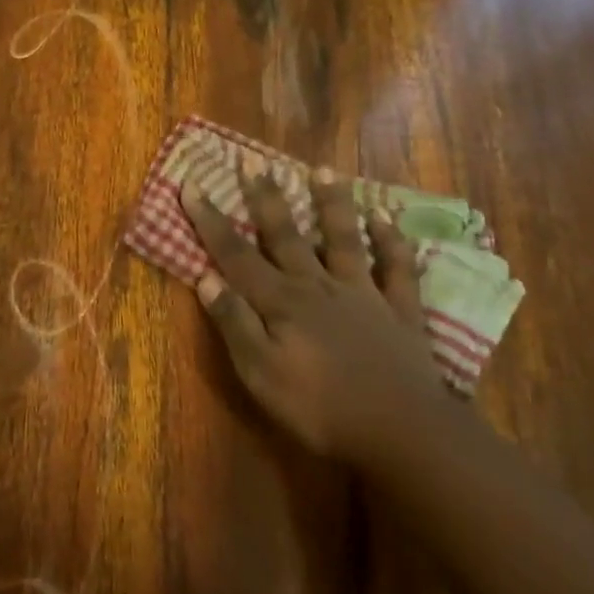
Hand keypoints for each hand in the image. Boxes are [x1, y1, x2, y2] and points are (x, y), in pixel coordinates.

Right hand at [181, 151, 444, 462]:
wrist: (402, 431)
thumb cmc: (321, 409)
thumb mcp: (261, 374)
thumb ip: (235, 324)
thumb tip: (206, 279)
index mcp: (281, 302)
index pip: (235, 254)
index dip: (210, 220)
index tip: (191, 183)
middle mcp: (318, 286)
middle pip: (286, 235)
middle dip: (266, 198)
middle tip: (253, 161)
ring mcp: (362, 294)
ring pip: (343, 239)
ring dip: (331, 204)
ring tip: (322, 170)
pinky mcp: (399, 310)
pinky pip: (397, 268)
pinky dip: (392, 241)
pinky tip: (386, 218)